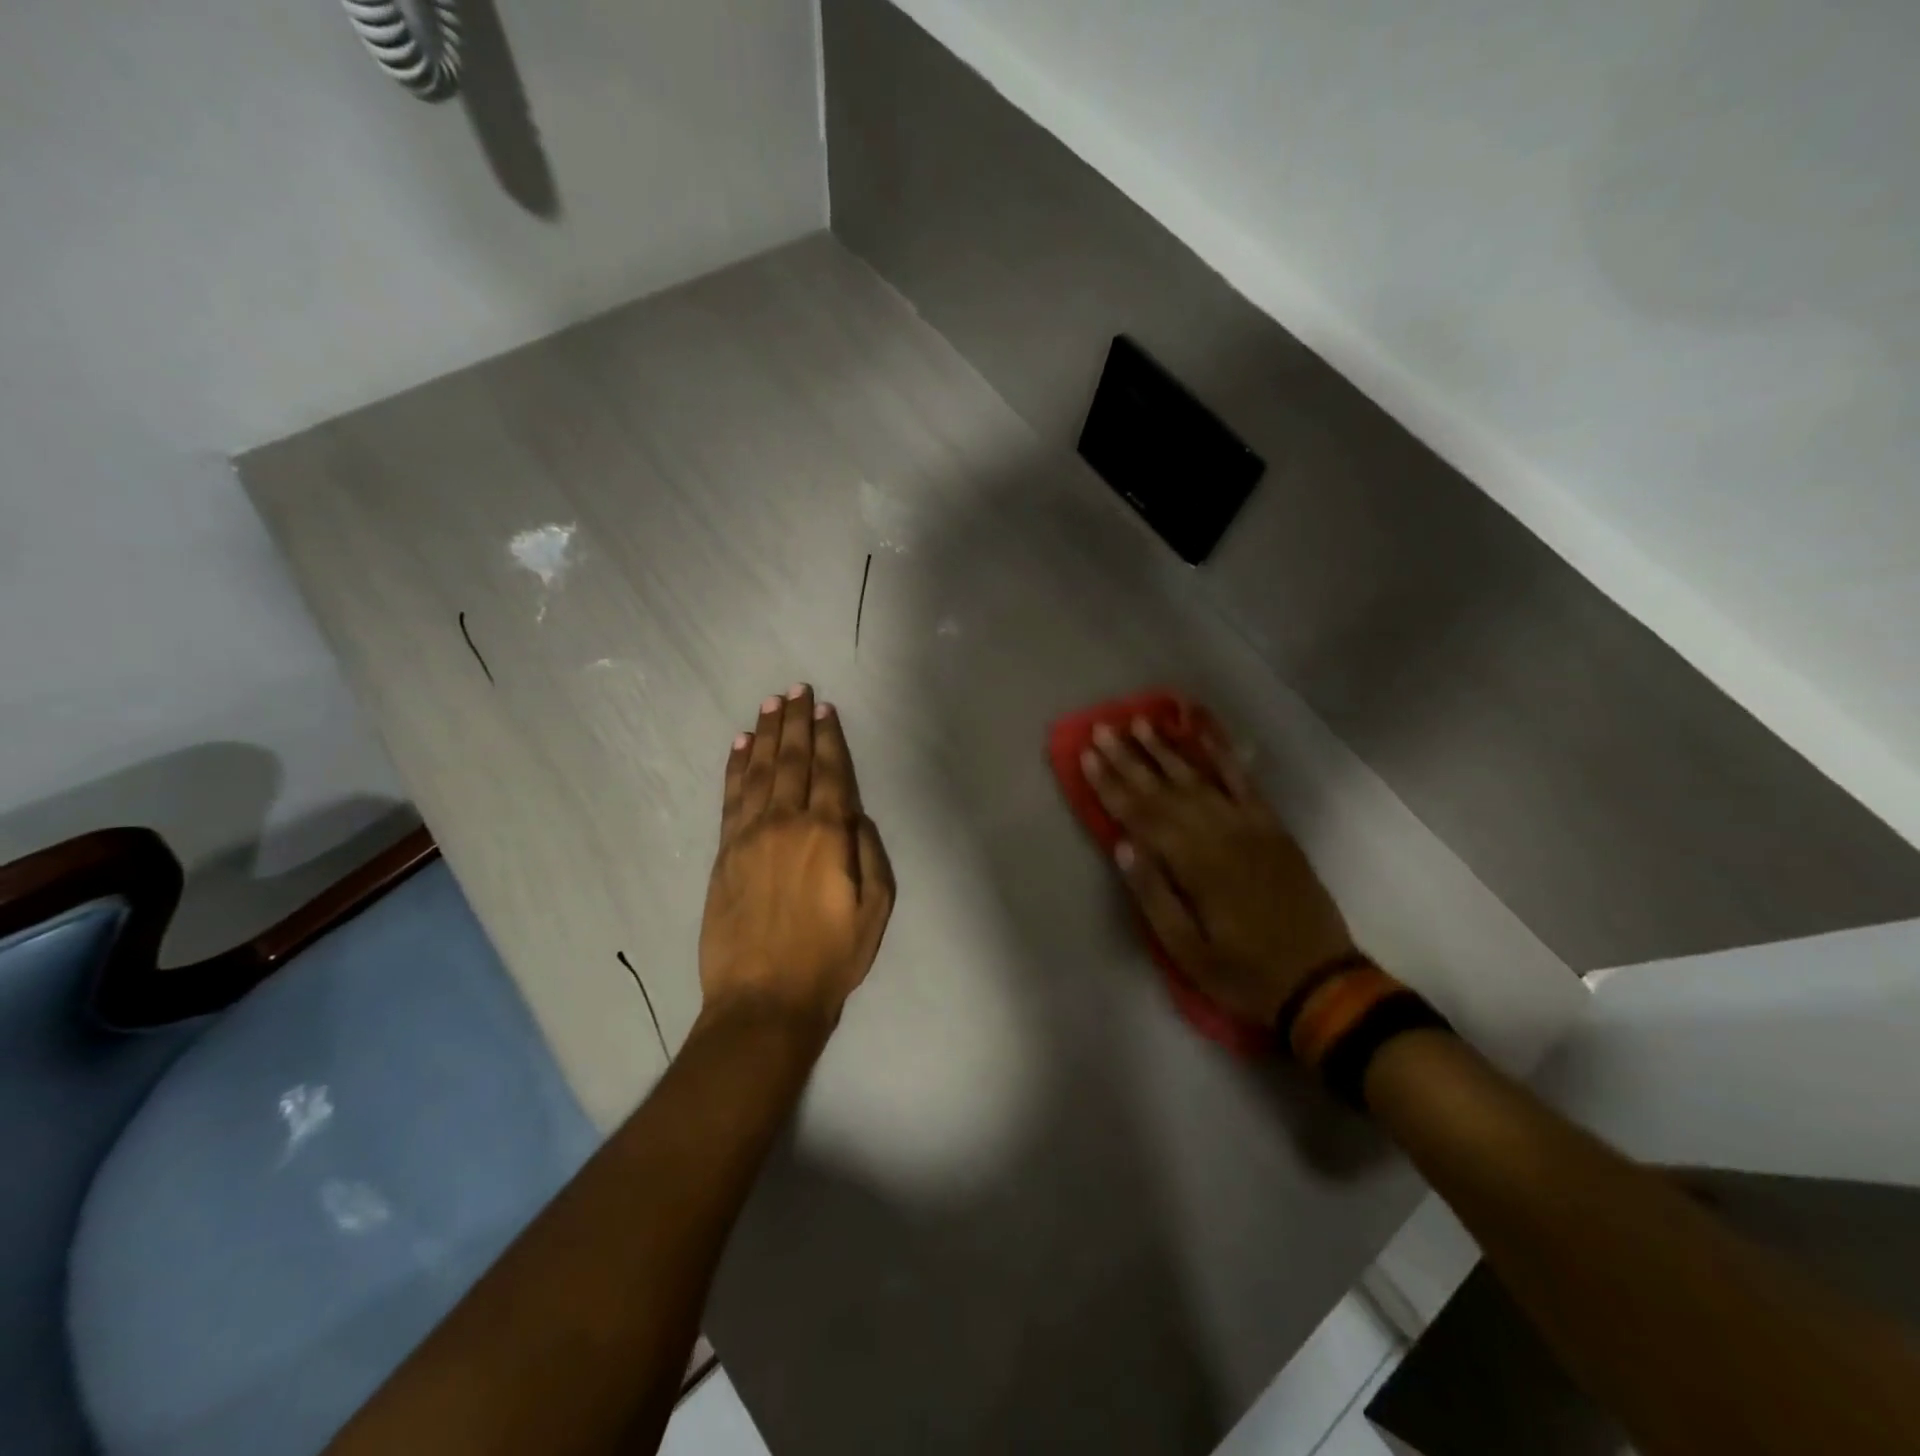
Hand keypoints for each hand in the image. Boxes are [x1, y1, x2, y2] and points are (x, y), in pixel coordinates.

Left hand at [698, 684, 894, 1031]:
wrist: (764, 999)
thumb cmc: (830, 958)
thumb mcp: (876, 910)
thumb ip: (869, 853)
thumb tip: (856, 814)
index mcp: (828, 834)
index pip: (831, 772)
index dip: (829, 737)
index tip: (825, 708)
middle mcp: (787, 822)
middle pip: (792, 760)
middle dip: (796, 722)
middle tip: (796, 690)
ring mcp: (750, 834)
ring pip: (758, 770)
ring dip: (765, 734)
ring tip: (770, 704)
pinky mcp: (724, 851)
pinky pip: (730, 796)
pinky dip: (734, 766)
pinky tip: (738, 744)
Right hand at [1083, 719, 1355, 1026]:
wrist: (1320, 981)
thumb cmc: (1241, 972)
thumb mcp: (1185, 949)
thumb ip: (1152, 893)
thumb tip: (1121, 844)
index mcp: (1194, 864)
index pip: (1141, 815)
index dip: (1110, 784)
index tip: (1087, 755)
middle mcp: (1220, 833)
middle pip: (1164, 789)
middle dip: (1130, 758)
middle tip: (1103, 729)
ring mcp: (1250, 825)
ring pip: (1199, 778)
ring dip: (1168, 749)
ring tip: (1141, 722)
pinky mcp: (1273, 827)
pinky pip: (1245, 782)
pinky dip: (1224, 755)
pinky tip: (1205, 735)